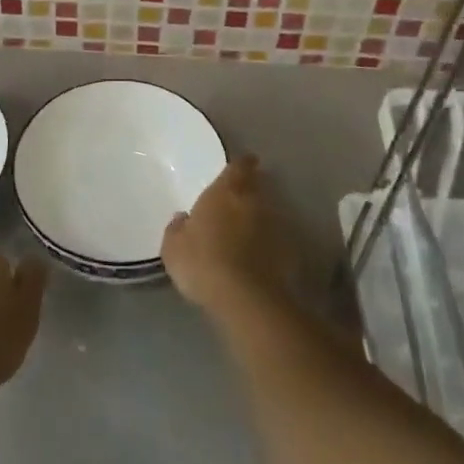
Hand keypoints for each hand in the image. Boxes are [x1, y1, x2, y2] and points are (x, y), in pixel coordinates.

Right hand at [161, 156, 290, 314]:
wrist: (246, 299)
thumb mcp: (173, 248)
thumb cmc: (203, 263)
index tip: (241, 166)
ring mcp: (276, 226)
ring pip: (268, 214)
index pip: (239, 166)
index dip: (241, 165)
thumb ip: (177, 229)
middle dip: (250, 191)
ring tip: (246, 234)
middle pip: (256, 187)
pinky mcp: (289, 253)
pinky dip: (268, 246)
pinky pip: (276, 242)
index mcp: (226, 191)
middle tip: (238, 201)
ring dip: (259, 220)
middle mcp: (254, 201)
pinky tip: (257, 260)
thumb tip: (182, 219)